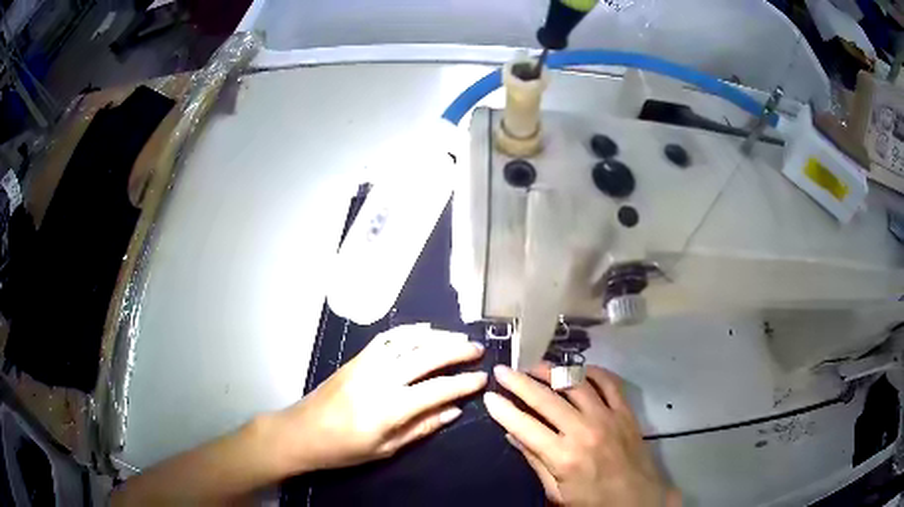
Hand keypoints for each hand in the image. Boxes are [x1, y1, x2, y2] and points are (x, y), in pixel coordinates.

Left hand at [274, 324, 486, 472]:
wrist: (301, 432)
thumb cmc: (344, 449)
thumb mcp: (385, 449)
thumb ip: (421, 428)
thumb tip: (453, 412)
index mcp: (389, 408)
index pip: (436, 390)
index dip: (463, 384)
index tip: (482, 379)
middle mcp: (380, 379)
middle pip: (426, 357)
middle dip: (456, 351)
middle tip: (477, 349)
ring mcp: (366, 364)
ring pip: (408, 342)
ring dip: (436, 336)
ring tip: (458, 336)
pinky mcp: (356, 358)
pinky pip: (386, 338)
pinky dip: (408, 331)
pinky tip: (424, 329)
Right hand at [484, 364, 679, 506]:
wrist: (638, 499)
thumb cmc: (593, 501)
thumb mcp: (557, 492)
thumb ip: (535, 461)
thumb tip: (512, 435)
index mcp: (563, 456)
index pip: (525, 426)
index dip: (504, 410)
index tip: (489, 396)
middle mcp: (584, 430)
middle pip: (546, 399)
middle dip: (519, 382)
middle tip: (503, 370)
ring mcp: (607, 417)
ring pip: (575, 383)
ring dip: (552, 371)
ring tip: (534, 366)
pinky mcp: (625, 412)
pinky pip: (609, 382)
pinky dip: (592, 371)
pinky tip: (578, 369)